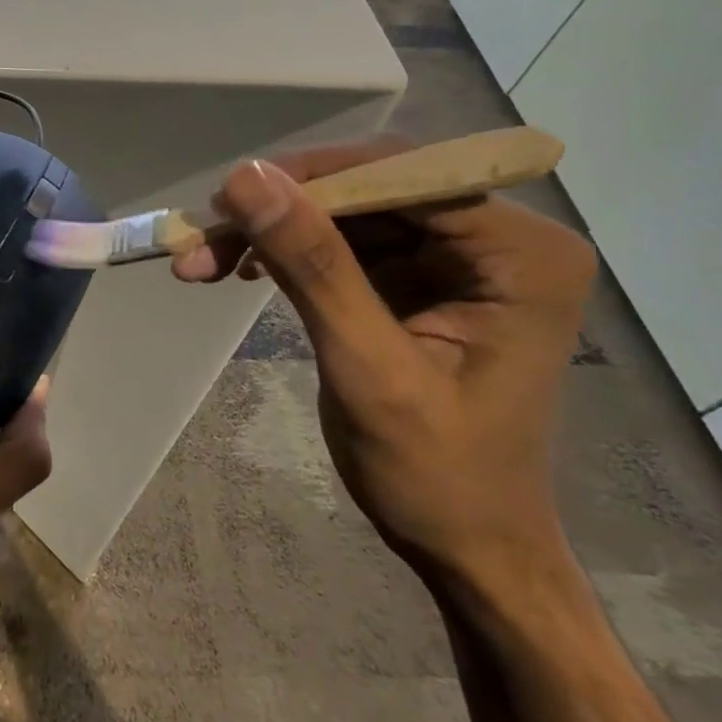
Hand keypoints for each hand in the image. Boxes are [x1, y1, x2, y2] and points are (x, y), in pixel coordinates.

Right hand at [173, 139, 595, 583]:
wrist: (466, 545)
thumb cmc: (438, 474)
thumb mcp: (370, 369)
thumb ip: (314, 267)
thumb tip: (246, 177)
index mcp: (521, 252)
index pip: (406, 176)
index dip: (313, 179)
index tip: (229, 198)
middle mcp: (495, 238)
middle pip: (367, 189)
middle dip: (281, 210)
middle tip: (203, 233)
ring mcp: (452, 255)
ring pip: (342, 212)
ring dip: (269, 231)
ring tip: (200, 259)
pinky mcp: (414, 276)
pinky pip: (337, 241)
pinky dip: (282, 252)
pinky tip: (237, 269)